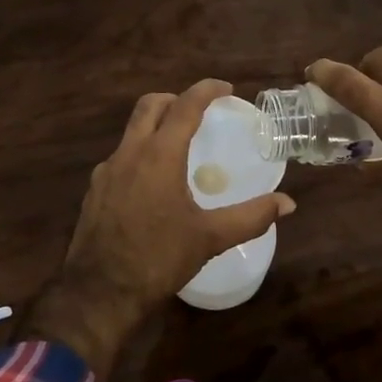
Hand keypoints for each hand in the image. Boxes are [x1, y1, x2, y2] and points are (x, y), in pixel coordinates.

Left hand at [18, 79, 295, 378]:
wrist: (99, 292)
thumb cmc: (158, 258)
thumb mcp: (210, 238)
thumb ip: (251, 217)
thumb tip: (288, 204)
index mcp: (159, 155)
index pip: (184, 106)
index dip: (206, 90)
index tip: (226, 89)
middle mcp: (129, 153)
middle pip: (149, 106)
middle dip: (175, 99)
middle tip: (198, 112)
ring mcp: (106, 171)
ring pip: (131, 132)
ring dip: (155, 127)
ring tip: (178, 149)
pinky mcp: (94, 190)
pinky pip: (120, 158)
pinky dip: (139, 155)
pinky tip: (152, 185)